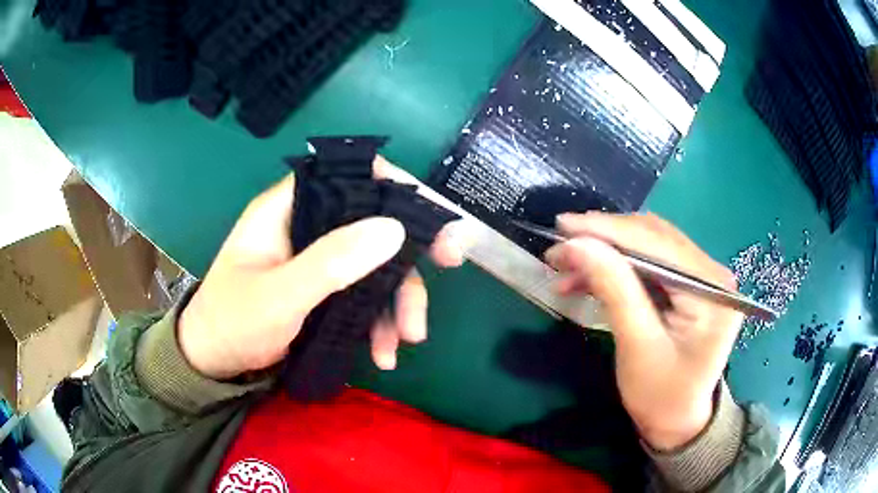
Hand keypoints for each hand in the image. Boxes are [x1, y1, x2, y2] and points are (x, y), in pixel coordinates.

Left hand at [178, 159, 465, 379]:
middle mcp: (307, 227)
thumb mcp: (279, 296)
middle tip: (450, 263)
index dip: (390, 182)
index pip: (345, 173)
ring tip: (407, 340)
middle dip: (409, 249)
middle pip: (370, 221)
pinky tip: (384, 354)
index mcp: (288, 209)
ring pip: (373, 263)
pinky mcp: (324, 290)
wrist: (214, 363)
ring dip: (397, 300)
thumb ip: (331, 262)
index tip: (425, 211)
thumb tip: (393, 227)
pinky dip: (379, 322)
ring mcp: (317, 260)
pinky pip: (363, 295)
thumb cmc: (232, 322)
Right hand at [545, 213, 742, 450]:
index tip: (563, 226)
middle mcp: (712, 272)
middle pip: (654, 239)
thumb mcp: (636, 346)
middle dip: (604, 240)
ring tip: (566, 266)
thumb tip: (577, 244)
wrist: (677, 421)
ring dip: (606, 253)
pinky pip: (649, 263)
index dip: (609, 231)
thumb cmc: (661, 395)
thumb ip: (613, 289)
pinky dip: (616, 267)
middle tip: (559, 249)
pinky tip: (588, 277)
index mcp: (712, 290)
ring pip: (648, 246)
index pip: (659, 244)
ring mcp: (702, 276)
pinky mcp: (688, 284)